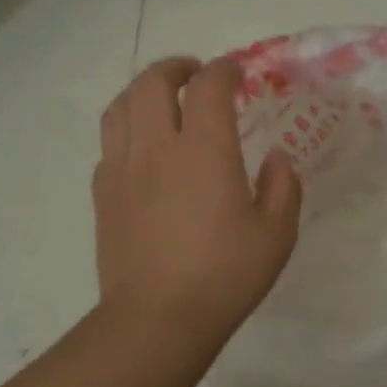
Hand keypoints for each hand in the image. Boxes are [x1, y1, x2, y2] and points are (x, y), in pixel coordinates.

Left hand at [93, 57, 301, 345]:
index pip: (209, 86)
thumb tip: (276, 158)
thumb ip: (283, 187)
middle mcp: (158, 147)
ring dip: (144, 90)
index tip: (238, 74)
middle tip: (196, 75)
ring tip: (163, 99)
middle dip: (176, 68)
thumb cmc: (225, 276)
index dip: (225, 70)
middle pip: (153, 82)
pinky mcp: (103, 193)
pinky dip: (128, 128)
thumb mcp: (276, 234)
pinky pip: (110, 141)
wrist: (157, 318)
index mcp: (205, 150)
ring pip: (121, 106)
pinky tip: (144, 148)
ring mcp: (122, 168)